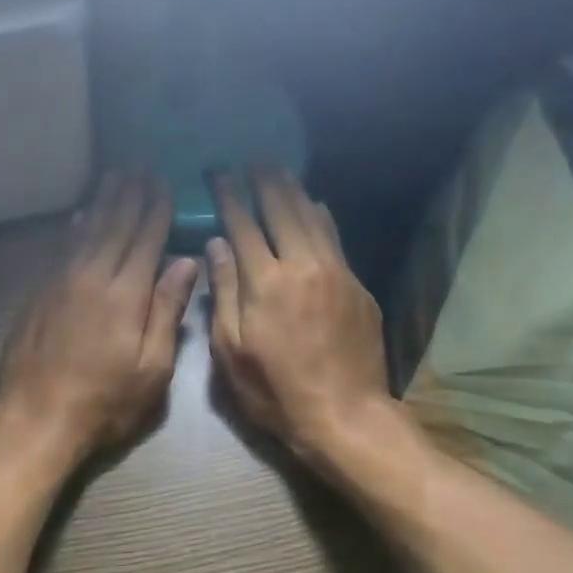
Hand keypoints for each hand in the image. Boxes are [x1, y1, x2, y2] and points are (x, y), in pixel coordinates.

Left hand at [0, 172, 199, 466]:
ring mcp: (61, 282)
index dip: (157, 209)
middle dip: (130, 194)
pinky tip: (80, 215)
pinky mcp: (40, 293)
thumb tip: (186, 262)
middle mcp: (92, 276)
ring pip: (86, 230)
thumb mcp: (152, 367)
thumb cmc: (104, 400)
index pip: (146, 238)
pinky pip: (62, 248)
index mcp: (126, 294)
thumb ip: (167, 311)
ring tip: (114, 176)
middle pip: (114, 225)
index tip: (164, 182)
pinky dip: (75, 226)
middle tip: (140, 166)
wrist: (36, 416)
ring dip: (102, 201)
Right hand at [207, 167, 390, 466]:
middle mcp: (302, 265)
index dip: (228, 195)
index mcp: (265, 282)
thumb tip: (215, 245)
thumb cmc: (276, 391)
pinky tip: (316, 206)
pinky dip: (322, 217)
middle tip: (253, 157)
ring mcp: (336, 272)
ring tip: (280, 170)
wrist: (345, 414)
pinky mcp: (357, 286)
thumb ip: (223, 293)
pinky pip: (336, 239)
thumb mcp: (231, 351)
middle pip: (282, 209)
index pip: (242, 224)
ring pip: (313, 217)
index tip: (218, 172)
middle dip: (265, 180)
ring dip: (294, 190)